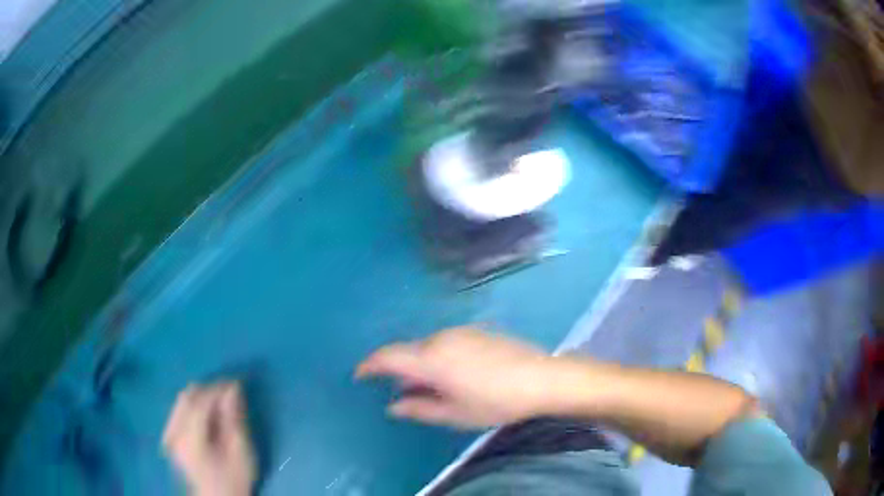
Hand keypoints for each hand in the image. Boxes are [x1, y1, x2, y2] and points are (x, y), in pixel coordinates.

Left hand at [162, 382, 255, 495]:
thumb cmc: (233, 478)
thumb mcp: (240, 452)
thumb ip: (234, 420)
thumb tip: (233, 389)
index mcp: (190, 439)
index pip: (200, 402)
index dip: (217, 389)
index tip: (236, 383)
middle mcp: (174, 433)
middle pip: (187, 397)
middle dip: (209, 391)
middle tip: (230, 393)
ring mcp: (169, 434)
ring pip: (181, 401)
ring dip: (201, 397)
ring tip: (220, 403)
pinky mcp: (170, 436)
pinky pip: (178, 410)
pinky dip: (193, 405)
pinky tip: (206, 413)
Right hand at [355, 327, 554, 428]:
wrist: (541, 378)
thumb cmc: (494, 401)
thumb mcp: (454, 413)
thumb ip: (419, 408)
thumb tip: (393, 405)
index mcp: (431, 359)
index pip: (389, 357)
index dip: (370, 365)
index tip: (359, 374)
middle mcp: (440, 338)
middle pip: (408, 351)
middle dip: (399, 370)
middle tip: (404, 393)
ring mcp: (460, 332)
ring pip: (427, 347)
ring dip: (421, 364)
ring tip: (433, 388)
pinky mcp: (477, 331)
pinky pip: (445, 343)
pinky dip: (438, 358)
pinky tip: (454, 374)